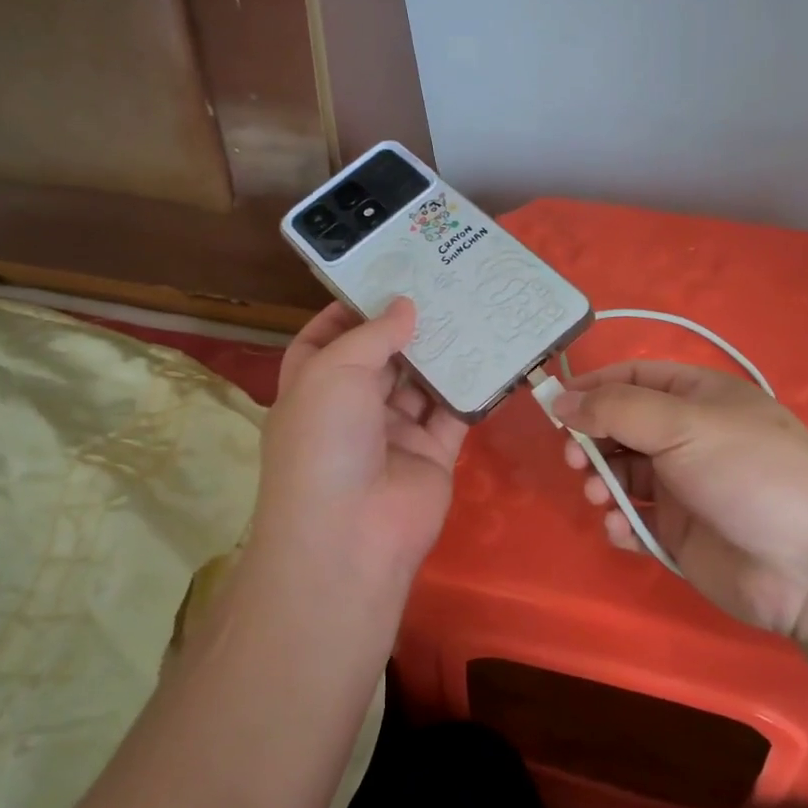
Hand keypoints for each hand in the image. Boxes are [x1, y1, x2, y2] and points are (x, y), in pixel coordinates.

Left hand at [249, 299, 468, 613]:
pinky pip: (455, 412)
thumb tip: (406, 305)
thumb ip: (373, 334)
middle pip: (383, 356)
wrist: (351, 533)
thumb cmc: (324, 440)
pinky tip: (493, 351)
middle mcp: (353, 407)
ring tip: (474, 304)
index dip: (352, 307)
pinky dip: (472, 386)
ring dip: (444, 349)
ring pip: (423, 381)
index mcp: (314, 386)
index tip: (387, 274)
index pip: (328, 337)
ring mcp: (395, 431)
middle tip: (445, 280)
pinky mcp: (433, 452)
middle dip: (408, 322)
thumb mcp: (334, 371)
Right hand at [553, 361, 807, 637]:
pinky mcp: (679, 533)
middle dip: (591, 440)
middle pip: (620, 427)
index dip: (592, 388)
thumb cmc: (749, 473)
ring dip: (601, 483)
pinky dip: (622, 523)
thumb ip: (616, 410)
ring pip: (622, 475)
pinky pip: (635, 520)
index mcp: (698, 398)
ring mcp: (683, 487)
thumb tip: (560, 401)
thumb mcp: (683, 425)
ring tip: (600, 497)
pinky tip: (624, 530)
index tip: (552, 407)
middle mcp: (688, 437)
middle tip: (575, 459)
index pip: (633, 378)